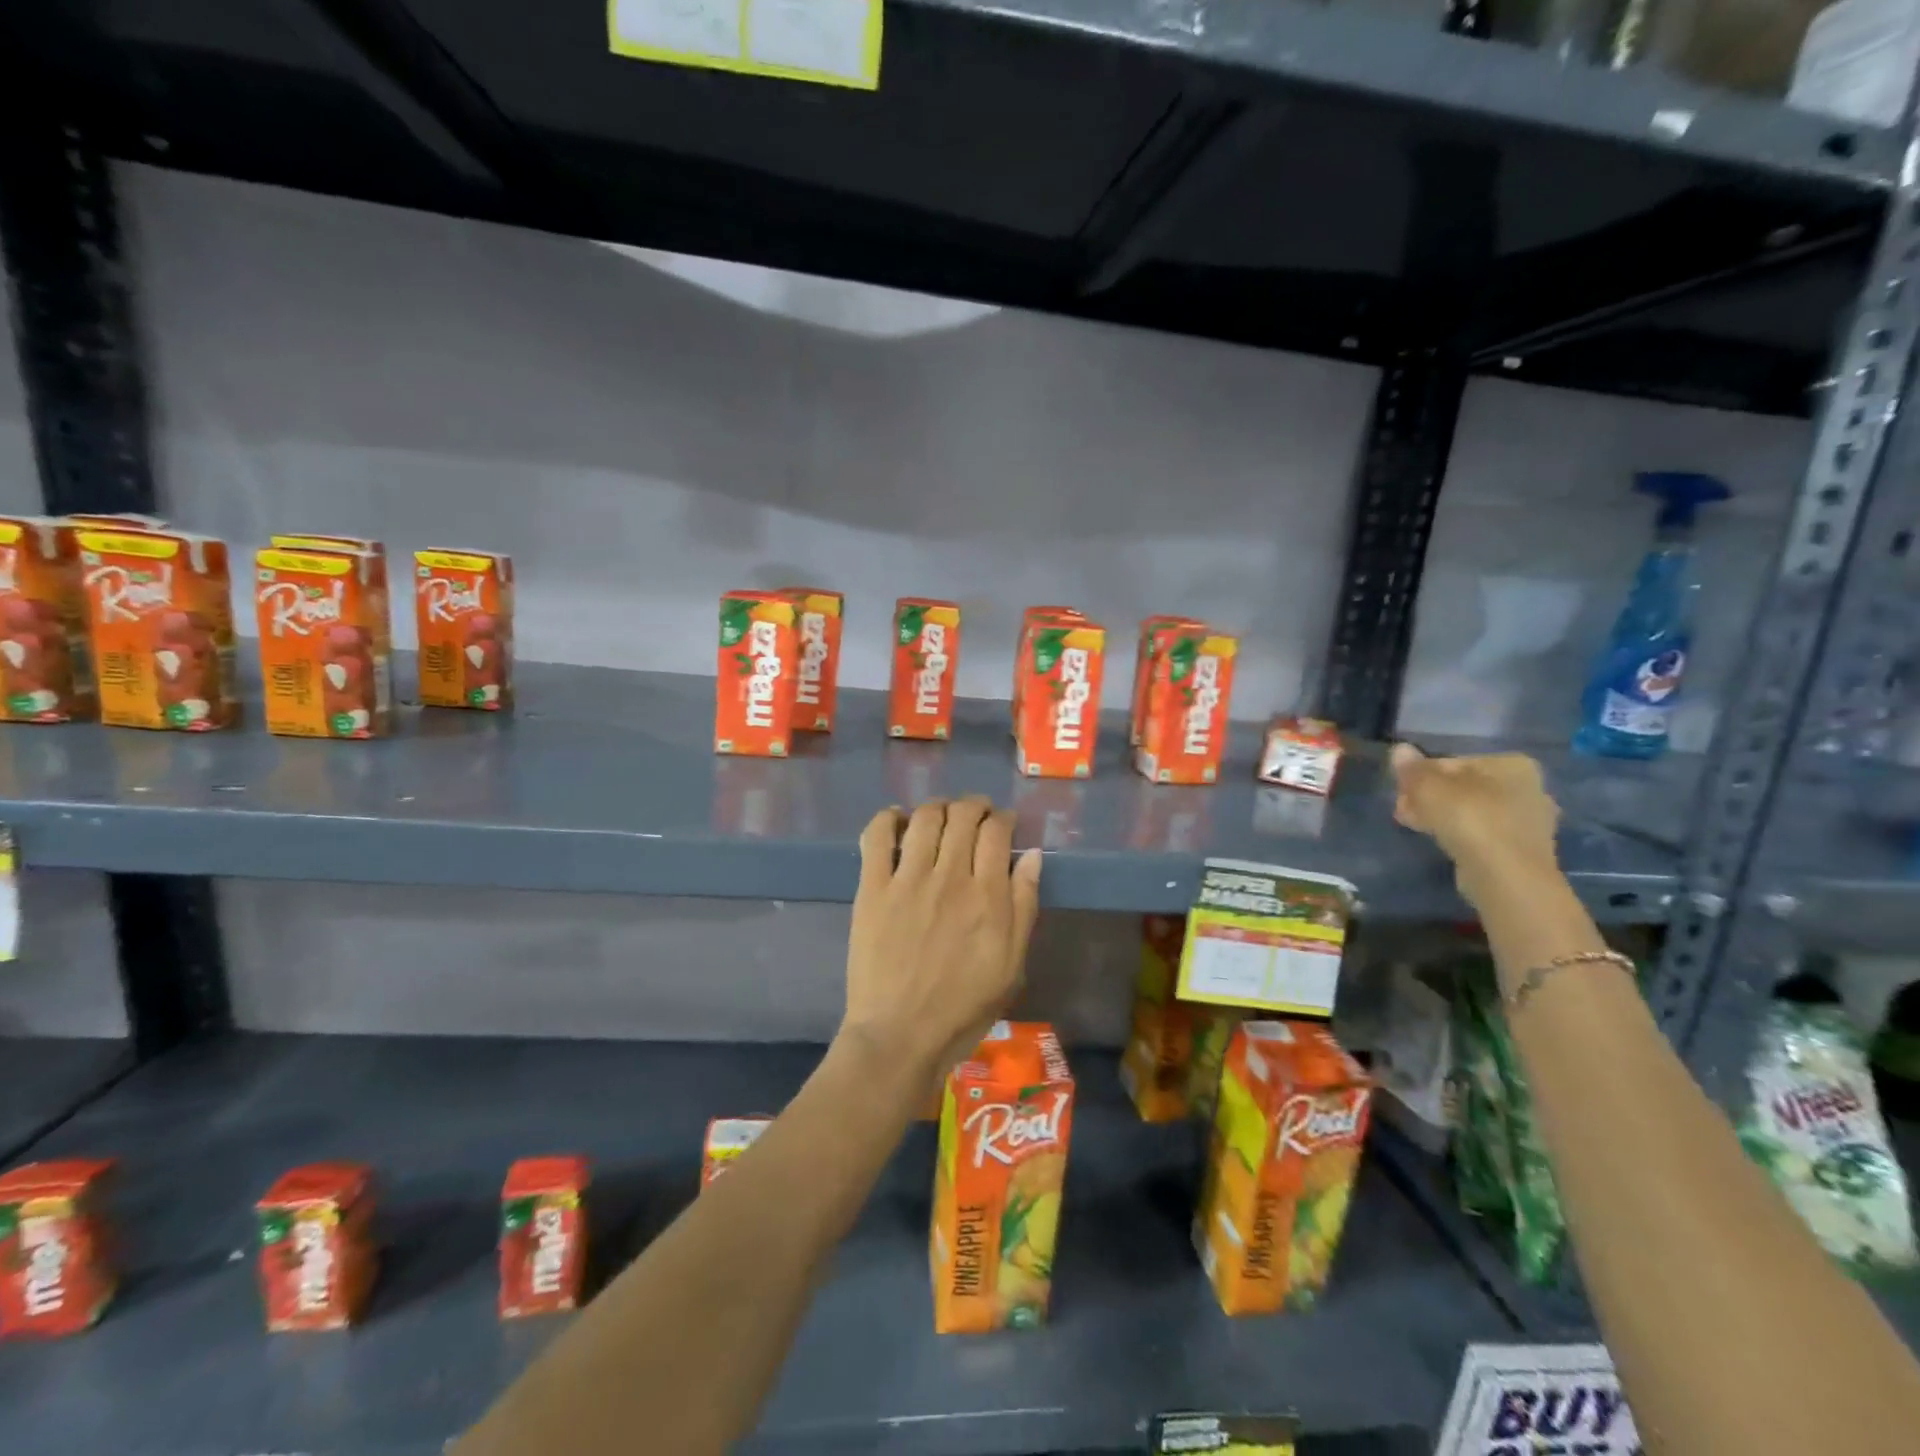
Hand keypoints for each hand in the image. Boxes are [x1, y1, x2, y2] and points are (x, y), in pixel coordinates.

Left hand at [841, 797, 1041, 1089]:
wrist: (900, 1036)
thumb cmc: (963, 1008)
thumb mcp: (1012, 965)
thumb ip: (1024, 905)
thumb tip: (1033, 854)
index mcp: (987, 896)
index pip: (997, 832)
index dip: (1003, 818)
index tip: (1003, 823)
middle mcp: (949, 877)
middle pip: (963, 816)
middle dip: (974, 806)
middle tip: (976, 814)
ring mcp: (907, 880)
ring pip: (925, 818)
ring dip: (938, 806)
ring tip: (942, 814)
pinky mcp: (872, 888)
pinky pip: (877, 837)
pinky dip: (888, 818)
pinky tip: (897, 819)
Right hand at [1389, 744, 1559, 901]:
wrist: (1506, 876)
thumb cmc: (1469, 819)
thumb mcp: (1429, 787)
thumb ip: (1412, 769)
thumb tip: (1399, 750)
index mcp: (1512, 764)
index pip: (1453, 762)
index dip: (1420, 776)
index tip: (1400, 792)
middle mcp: (1528, 788)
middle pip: (1463, 787)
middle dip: (1429, 797)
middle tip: (1403, 811)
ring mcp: (1530, 822)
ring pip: (1472, 811)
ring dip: (1441, 816)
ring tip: (1415, 826)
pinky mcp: (1522, 850)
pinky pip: (1482, 834)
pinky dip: (1460, 835)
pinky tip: (1441, 843)